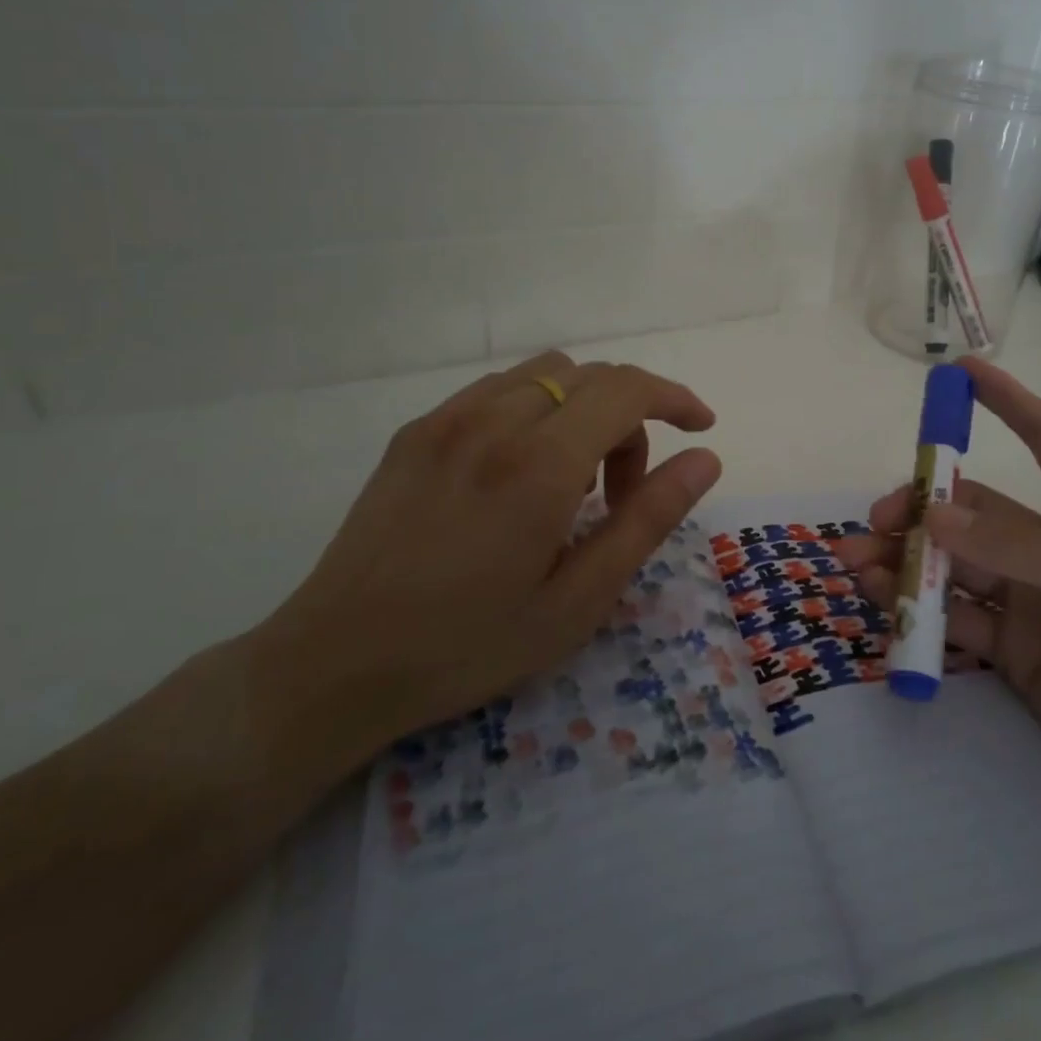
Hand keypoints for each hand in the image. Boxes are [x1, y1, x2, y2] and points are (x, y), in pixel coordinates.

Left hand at [250, 351, 720, 770]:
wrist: (335, 665)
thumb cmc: (469, 645)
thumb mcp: (580, 599)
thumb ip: (648, 518)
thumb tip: (705, 459)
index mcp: (539, 465)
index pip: (627, 390)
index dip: (674, 398)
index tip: (700, 426)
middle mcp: (493, 421)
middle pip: (591, 377)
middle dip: (631, 418)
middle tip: (622, 493)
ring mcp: (447, 420)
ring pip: (546, 375)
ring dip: (583, 410)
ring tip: (570, 483)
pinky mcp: (416, 431)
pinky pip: (498, 391)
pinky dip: (537, 411)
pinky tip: (520, 473)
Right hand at [836, 357, 1040, 836]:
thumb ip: (1019, 550)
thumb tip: (934, 516)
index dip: (1007, 401)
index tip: (960, 370)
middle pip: (977, 511)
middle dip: (923, 508)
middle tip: (876, 522)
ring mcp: (1031, 603)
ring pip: (955, 565)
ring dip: (907, 559)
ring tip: (854, 562)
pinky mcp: (1013, 653)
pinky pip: (954, 618)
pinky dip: (916, 608)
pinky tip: (881, 602)